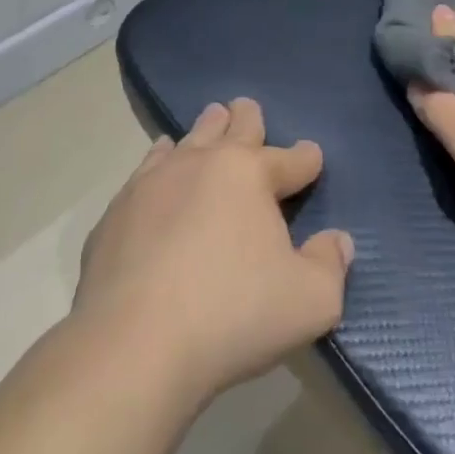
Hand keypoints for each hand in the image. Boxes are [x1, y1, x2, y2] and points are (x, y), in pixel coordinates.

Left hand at [74, 98, 354, 407]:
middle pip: (231, 129)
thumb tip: (338, 241)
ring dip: (204, 131)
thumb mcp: (310, 301)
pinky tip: (158, 165)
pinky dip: (160, 160)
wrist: (131, 347)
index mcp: (249, 174)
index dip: (306, 158)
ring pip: (186, 141)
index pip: (289, 158)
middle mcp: (201, 163)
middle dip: (246, 118)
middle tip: (247, 106)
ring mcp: (153, 184)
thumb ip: (330, 266)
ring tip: (209, 120)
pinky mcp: (116, 213)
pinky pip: (146, 171)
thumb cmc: (232, 315)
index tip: (312, 157)